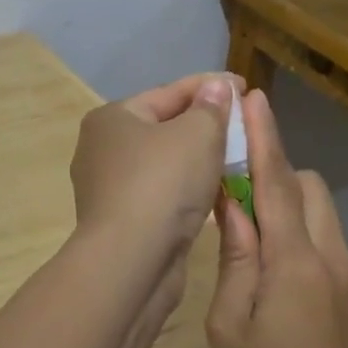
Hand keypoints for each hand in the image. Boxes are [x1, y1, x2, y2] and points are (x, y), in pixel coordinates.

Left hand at [69, 72, 235, 270]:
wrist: (130, 263)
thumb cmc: (162, 185)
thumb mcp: (197, 135)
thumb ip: (211, 108)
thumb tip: (217, 87)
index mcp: (112, 118)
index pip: (169, 92)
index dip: (210, 86)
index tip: (245, 85)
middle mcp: (103, 148)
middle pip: (164, 126)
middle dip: (204, 123)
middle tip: (242, 122)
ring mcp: (109, 188)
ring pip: (165, 163)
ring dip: (198, 158)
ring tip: (236, 155)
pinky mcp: (122, 221)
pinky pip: (162, 193)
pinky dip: (188, 187)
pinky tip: (214, 190)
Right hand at [206, 88, 347, 347]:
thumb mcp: (229, 322)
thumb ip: (234, 255)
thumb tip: (229, 201)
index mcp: (294, 260)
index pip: (276, 181)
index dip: (264, 136)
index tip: (253, 98)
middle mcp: (329, 253)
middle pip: (306, 185)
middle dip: (274, 172)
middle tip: (234, 191)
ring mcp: (347, 269)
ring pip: (318, 207)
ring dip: (286, 200)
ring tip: (250, 229)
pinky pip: (323, 233)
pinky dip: (297, 226)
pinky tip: (272, 262)